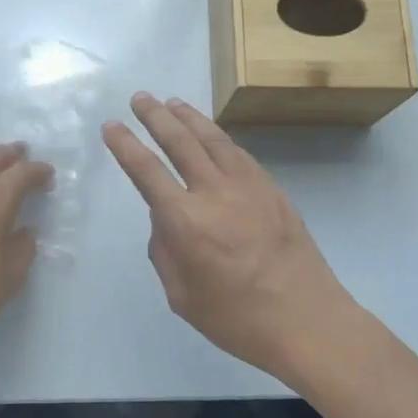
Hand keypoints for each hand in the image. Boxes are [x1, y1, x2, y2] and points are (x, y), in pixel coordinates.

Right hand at [102, 92, 358, 384]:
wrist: (306, 319)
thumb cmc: (237, 318)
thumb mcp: (182, 295)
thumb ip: (165, 251)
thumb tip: (165, 218)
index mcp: (186, 221)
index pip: (147, 172)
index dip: (125, 146)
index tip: (111, 126)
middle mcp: (215, 192)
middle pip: (180, 142)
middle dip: (156, 117)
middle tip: (140, 97)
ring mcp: (248, 186)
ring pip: (213, 139)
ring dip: (189, 117)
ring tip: (172, 103)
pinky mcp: (271, 189)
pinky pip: (238, 153)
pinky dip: (219, 137)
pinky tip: (212, 135)